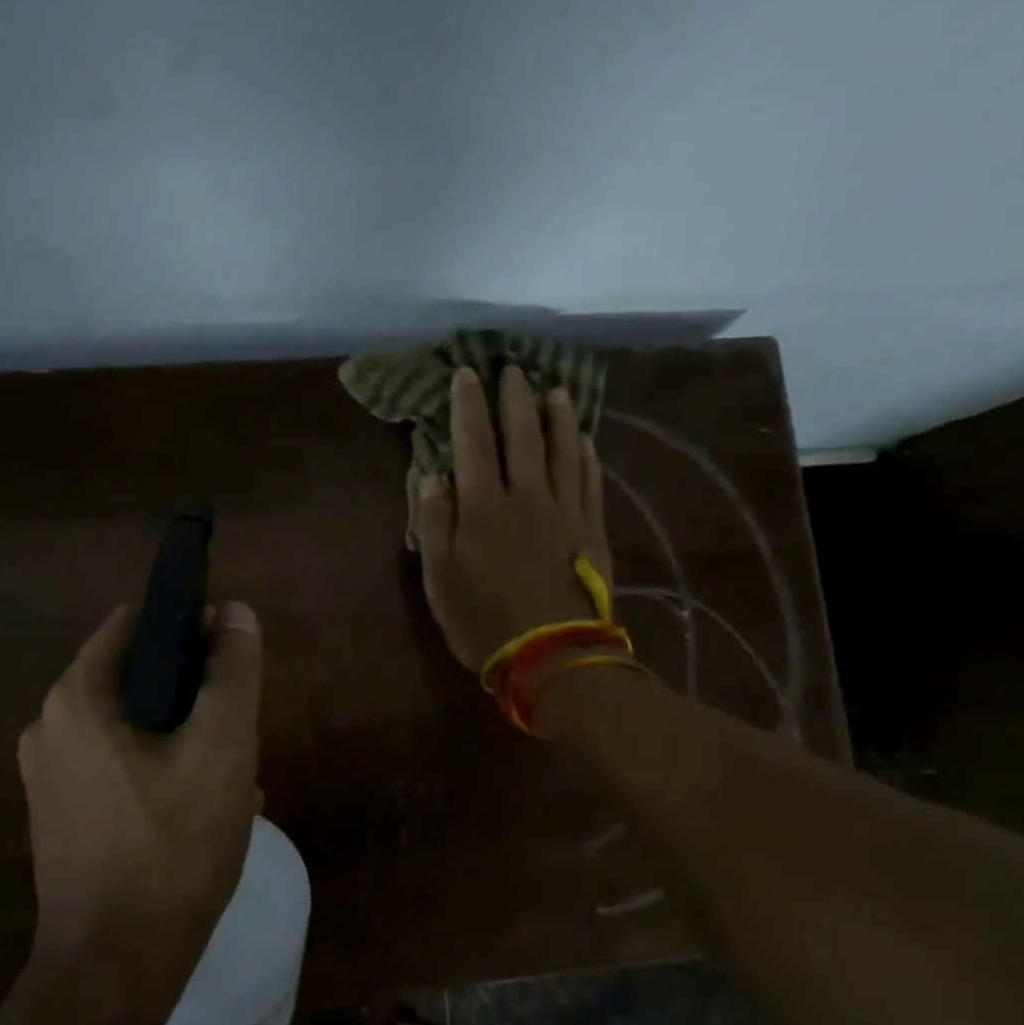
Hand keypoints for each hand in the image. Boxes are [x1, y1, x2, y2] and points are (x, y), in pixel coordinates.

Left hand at [17, 602, 263, 984]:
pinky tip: (200, 811)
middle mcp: (48, 727)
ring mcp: (48, 776)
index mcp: (75, 698)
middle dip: (190, 695)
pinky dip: (158, 771)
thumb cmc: (172, 849)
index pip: (135, 624)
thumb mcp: (222, 748)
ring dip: (181, 737)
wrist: (112, 974)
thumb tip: (234, 611)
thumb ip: (232, 670)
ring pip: (131, 726)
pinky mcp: (59, 816)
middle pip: (135, 678)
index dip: (187, 628)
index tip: (228, 664)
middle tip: (235, 733)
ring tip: (229, 778)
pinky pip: (116, 767)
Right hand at [416, 364, 613, 670]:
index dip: (468, 406)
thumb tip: (431, 475)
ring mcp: (565, 512)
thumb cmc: (483, 620)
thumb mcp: (439, 578)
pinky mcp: (592, 531)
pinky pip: (590, 482)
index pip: (472, 443)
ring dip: (558, 417)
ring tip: (556, 390)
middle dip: (515, 399)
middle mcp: (526, 497)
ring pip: (563, 451)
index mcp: (483, 507)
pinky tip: (586, 439)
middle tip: (514, 368)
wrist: (552, 656)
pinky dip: (587, 455)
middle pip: (522, 436)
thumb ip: (434, 522)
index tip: (466, 374)